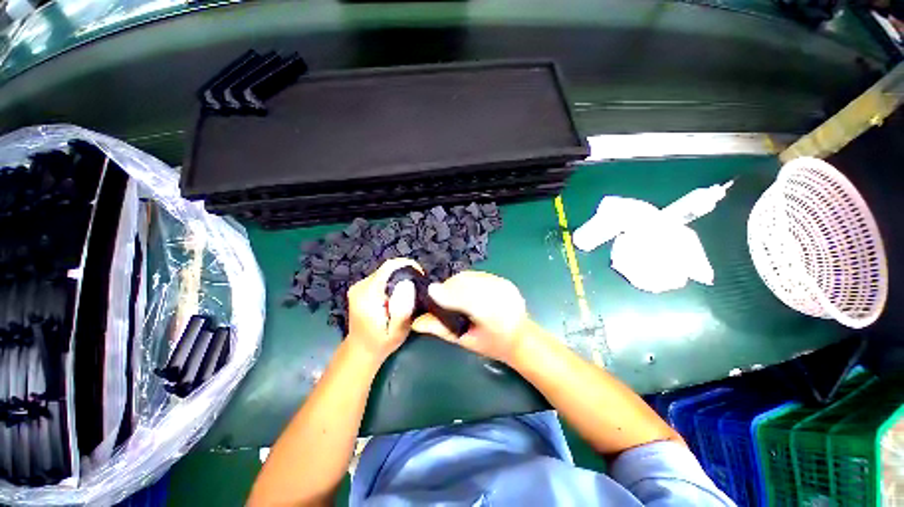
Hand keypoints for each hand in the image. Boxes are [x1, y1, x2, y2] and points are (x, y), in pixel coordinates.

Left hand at [345, 258, 420, 360]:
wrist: (360, 350)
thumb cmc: (381, 343)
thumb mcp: (397, 331)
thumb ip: (402, 309)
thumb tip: (407, 283)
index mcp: (368, 295)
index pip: (389, 267)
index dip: (407, 265)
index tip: (421, 274)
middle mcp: (360, 286)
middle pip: (387, 269)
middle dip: (404, 273)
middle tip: (418, 287)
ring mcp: (358, 286)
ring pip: (384, 272)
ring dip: (398, 278)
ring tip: (409, 292)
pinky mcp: (360, 288)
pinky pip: (380, 277)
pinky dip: (391, 282)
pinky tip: (397, 295)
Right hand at [411, 271, 530, 363]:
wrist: (522, 338)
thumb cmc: (492, 344)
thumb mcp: (465, 341)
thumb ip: (441, 329)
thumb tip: (416, 321)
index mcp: (491, 316)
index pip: (463, 298)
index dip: (445, 294)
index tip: (430, 293)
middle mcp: (499, 295)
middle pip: (465, 282)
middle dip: (449, 287)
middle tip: (442, 298)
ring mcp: (504, 285)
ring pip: (471, 276)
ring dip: (458, 283)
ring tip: (454, 294)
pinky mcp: (505, 280)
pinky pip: (479, 275)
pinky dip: (468, 281)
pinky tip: (468, 290)